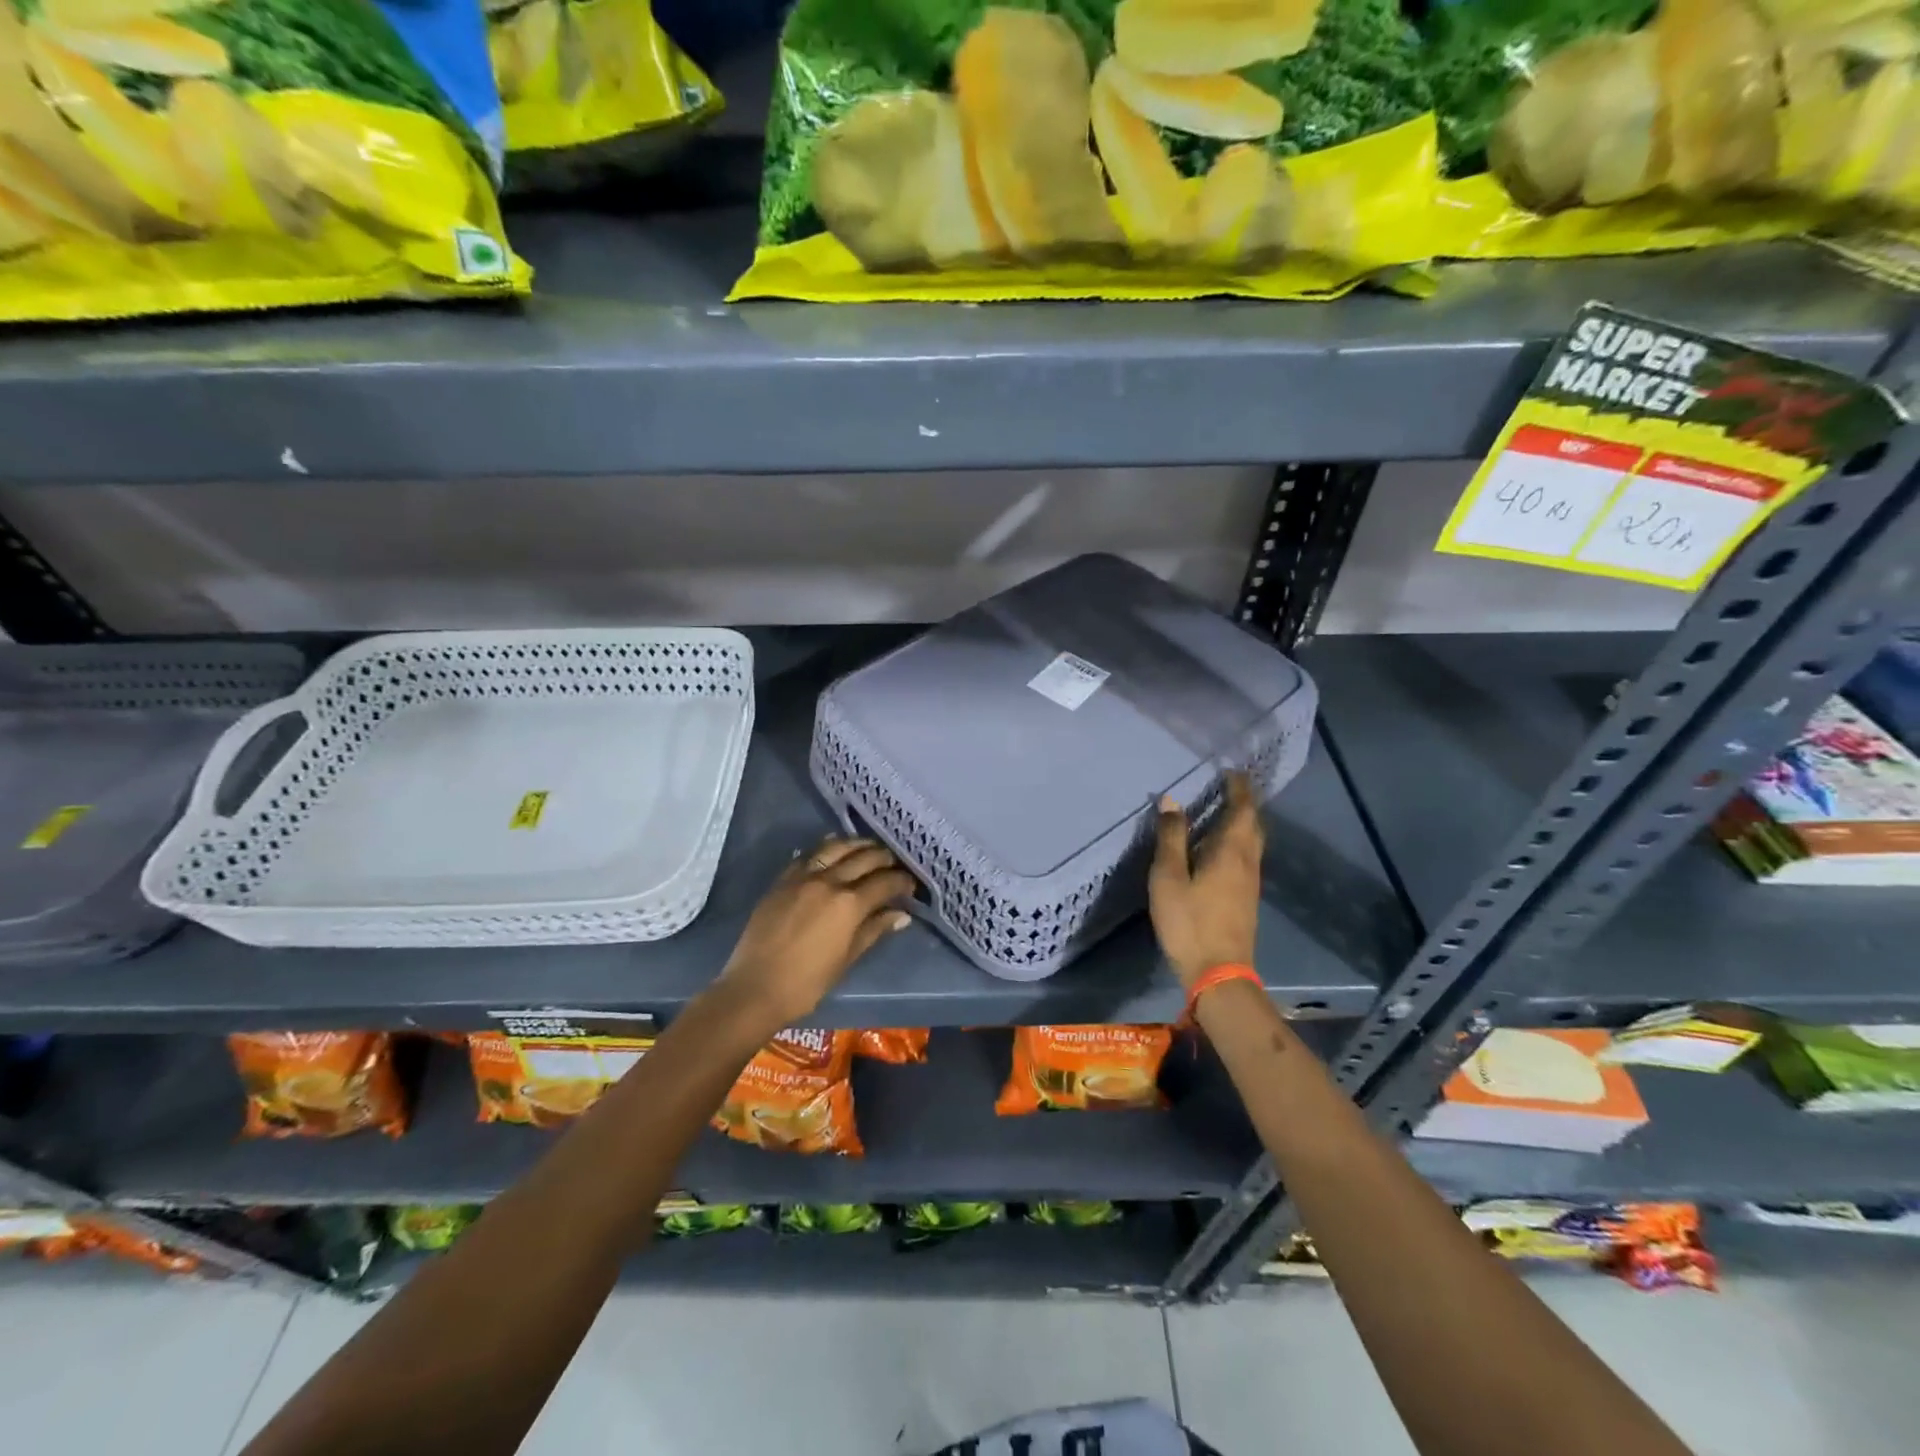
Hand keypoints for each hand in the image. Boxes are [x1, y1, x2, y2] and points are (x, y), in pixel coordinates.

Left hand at [716, 836, 915, 1026]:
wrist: (755, 988)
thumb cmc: (807, 983)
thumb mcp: (847, 958)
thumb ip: (874, 930)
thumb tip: (901, 915)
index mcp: (849, 904)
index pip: (885, 882)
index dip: (902, 881)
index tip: (910, 884)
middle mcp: (829, 881)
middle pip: (864, 857)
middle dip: (884, 858)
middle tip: (894, 864)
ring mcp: (803, 876)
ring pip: (836, 847)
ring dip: (857, 844)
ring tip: (868, 848)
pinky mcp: (783, 879)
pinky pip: (809, 854)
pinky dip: (826, 848)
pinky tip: (834, 849)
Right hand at [1149, 771, 1263, 988]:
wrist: (1218, 973)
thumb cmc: (1189, 921)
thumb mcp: (1169, 877)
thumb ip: (1171, 838)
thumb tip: (1171, 801)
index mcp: (1231, 851)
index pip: (1242, 809)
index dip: (1239, 789)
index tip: (1230, 771)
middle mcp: (1248, 861)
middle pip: (1253, 824)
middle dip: (1244, 803)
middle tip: (1228, 787)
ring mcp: (1251, 882)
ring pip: (1252, 842)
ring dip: (1242, 822)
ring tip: (1222, 811)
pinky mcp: (1247, 898)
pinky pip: (1246, 857)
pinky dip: (1238, 841)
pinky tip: (1220, 848)